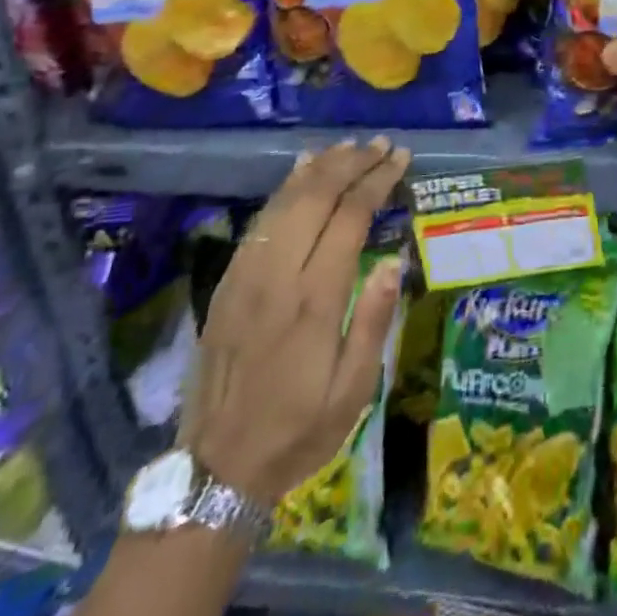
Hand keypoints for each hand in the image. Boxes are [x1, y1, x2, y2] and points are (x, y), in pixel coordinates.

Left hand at [179, 138, 408, 507]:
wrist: (217, 469)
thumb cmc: (300, 429)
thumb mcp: (354, 391)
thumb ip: (374, 321)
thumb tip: (393, 259)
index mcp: (314, 300)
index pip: (349, 217)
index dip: (376, 180)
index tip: (399, 158)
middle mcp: (277, 276)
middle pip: (316, 197)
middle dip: (351, 163)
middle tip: (381, 145)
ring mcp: (246, 276)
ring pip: (285, 201)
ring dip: (319, 168)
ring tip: (349, 147)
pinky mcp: (227, 283)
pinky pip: (259, 221)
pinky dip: (284, 188)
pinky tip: (301, 171)